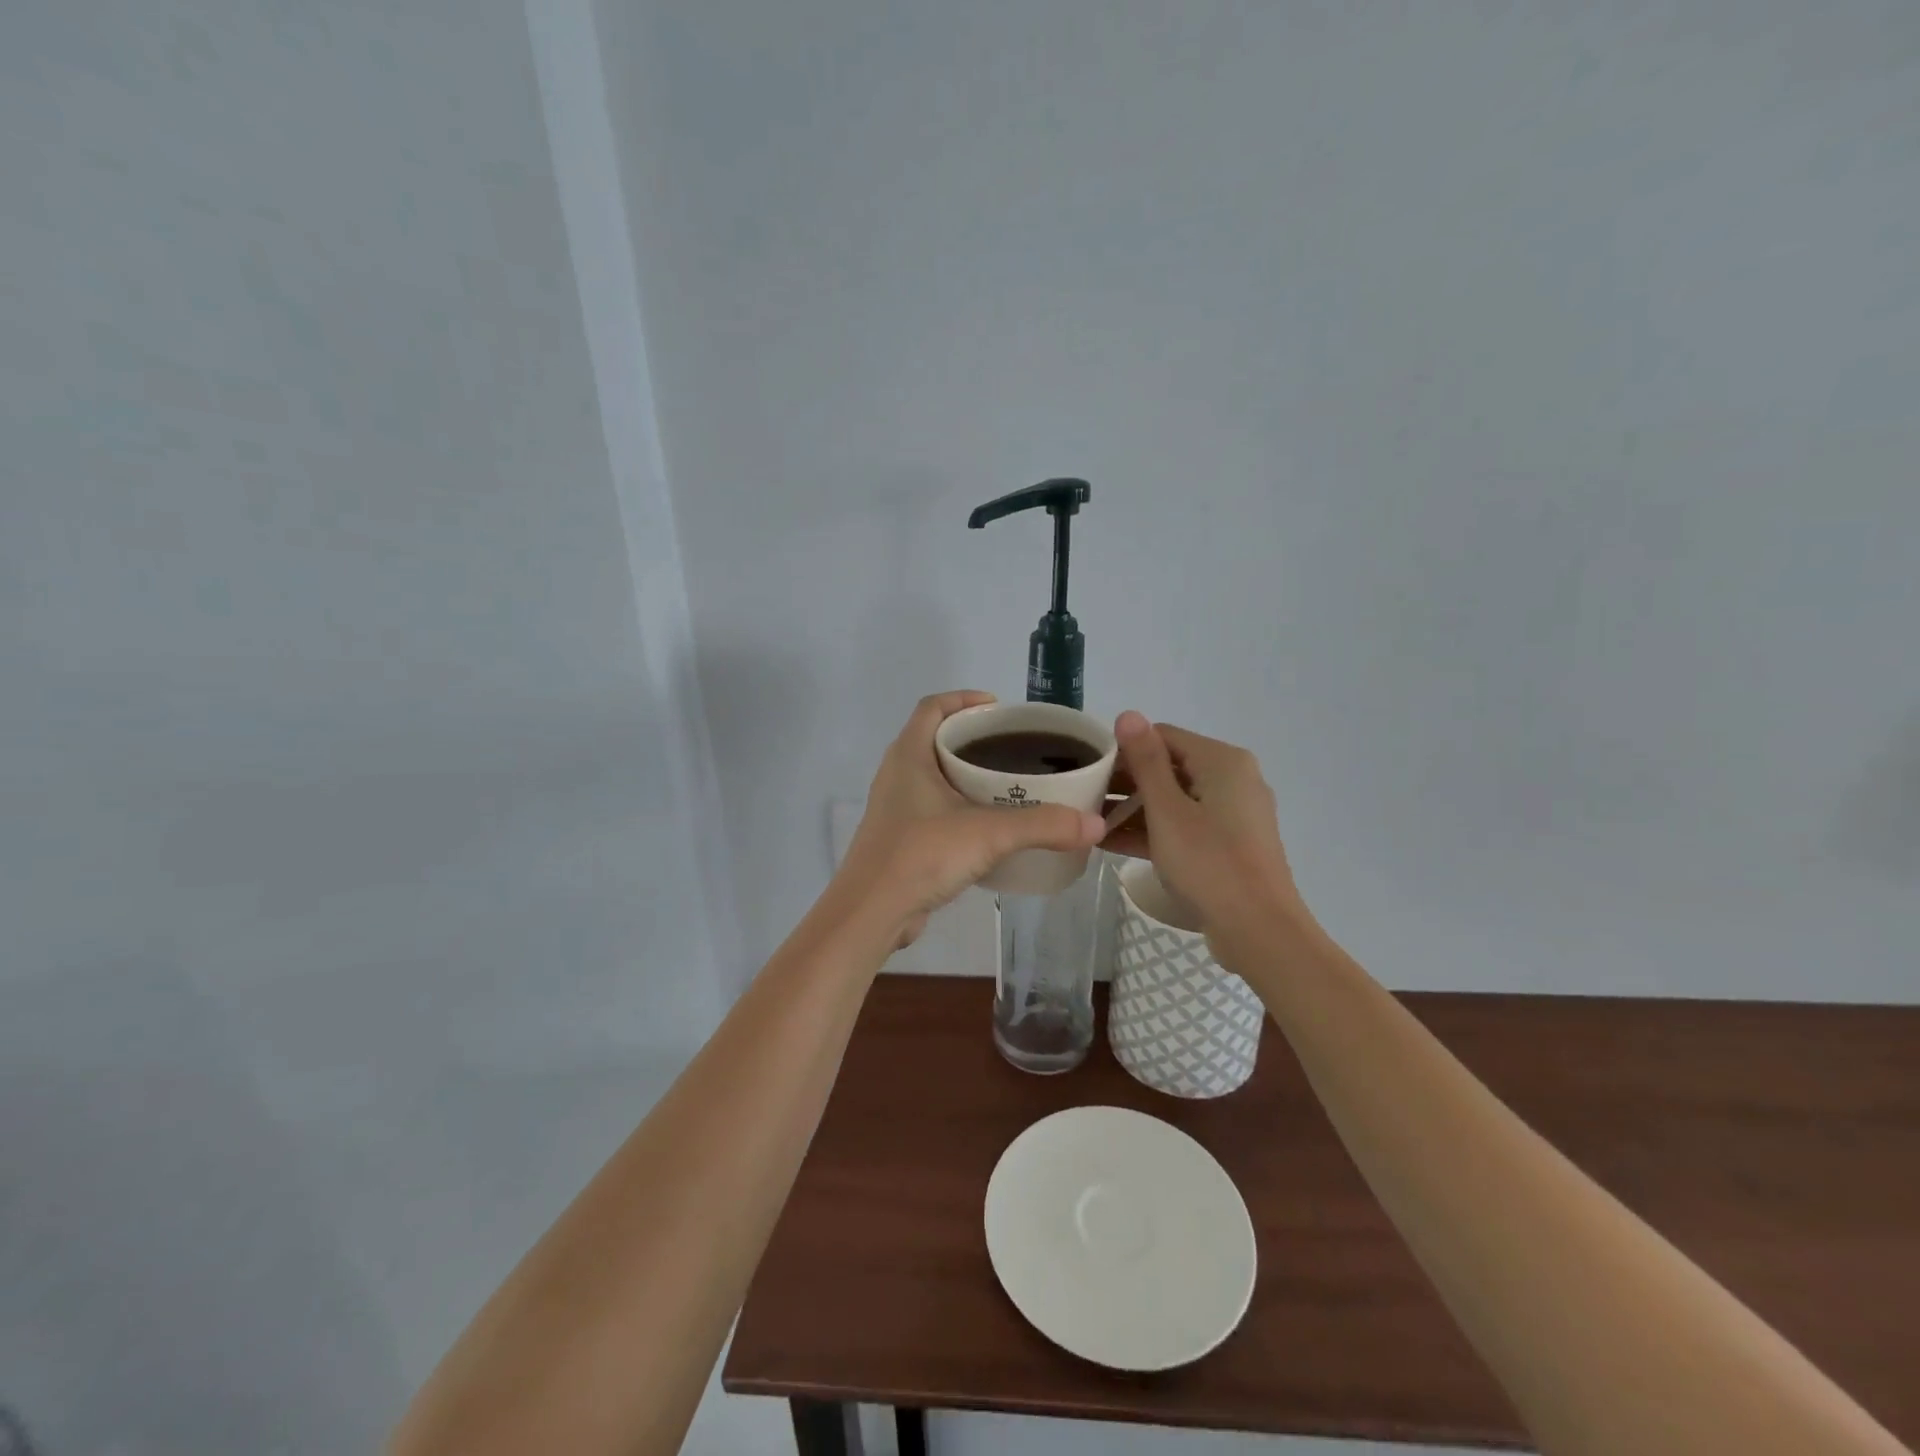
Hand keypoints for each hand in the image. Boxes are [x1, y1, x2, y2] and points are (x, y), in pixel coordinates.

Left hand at [837, 691, 1106, 946]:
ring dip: (966, 774)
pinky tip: (989, 826)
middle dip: (973, 738)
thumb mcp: (988, 834)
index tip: (998, 708)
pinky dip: (960, 807)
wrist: (871, 913)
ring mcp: (895, 808)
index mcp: (909, 756)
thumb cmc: (921, 855)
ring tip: (1009, 785)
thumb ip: (1043, 826)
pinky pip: (933, 809)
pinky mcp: (900, 838)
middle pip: (934, 739)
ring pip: (934, 776)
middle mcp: (897, 775)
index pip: (932, 707)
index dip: (963, 699)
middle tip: (1014, 748)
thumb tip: (1095, 824)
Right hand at [1105, 711, 1307, 945]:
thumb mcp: (1167, 810)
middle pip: (1169, 767)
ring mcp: (1232, 814)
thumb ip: (1146, 761)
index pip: (1162, 736)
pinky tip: (1111, 842)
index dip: (1123, 749)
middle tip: (1083, 797)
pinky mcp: (1228, 844)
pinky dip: (1153, 830)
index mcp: (1222, 761)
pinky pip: (1184, 825)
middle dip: (1126, 781)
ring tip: (1090, 820)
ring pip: (1174, 799)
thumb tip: (1128, 713)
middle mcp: (1232, 779)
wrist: (1259, 931)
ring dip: (1134, 808)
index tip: (1089, 769)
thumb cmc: (1209, 863)